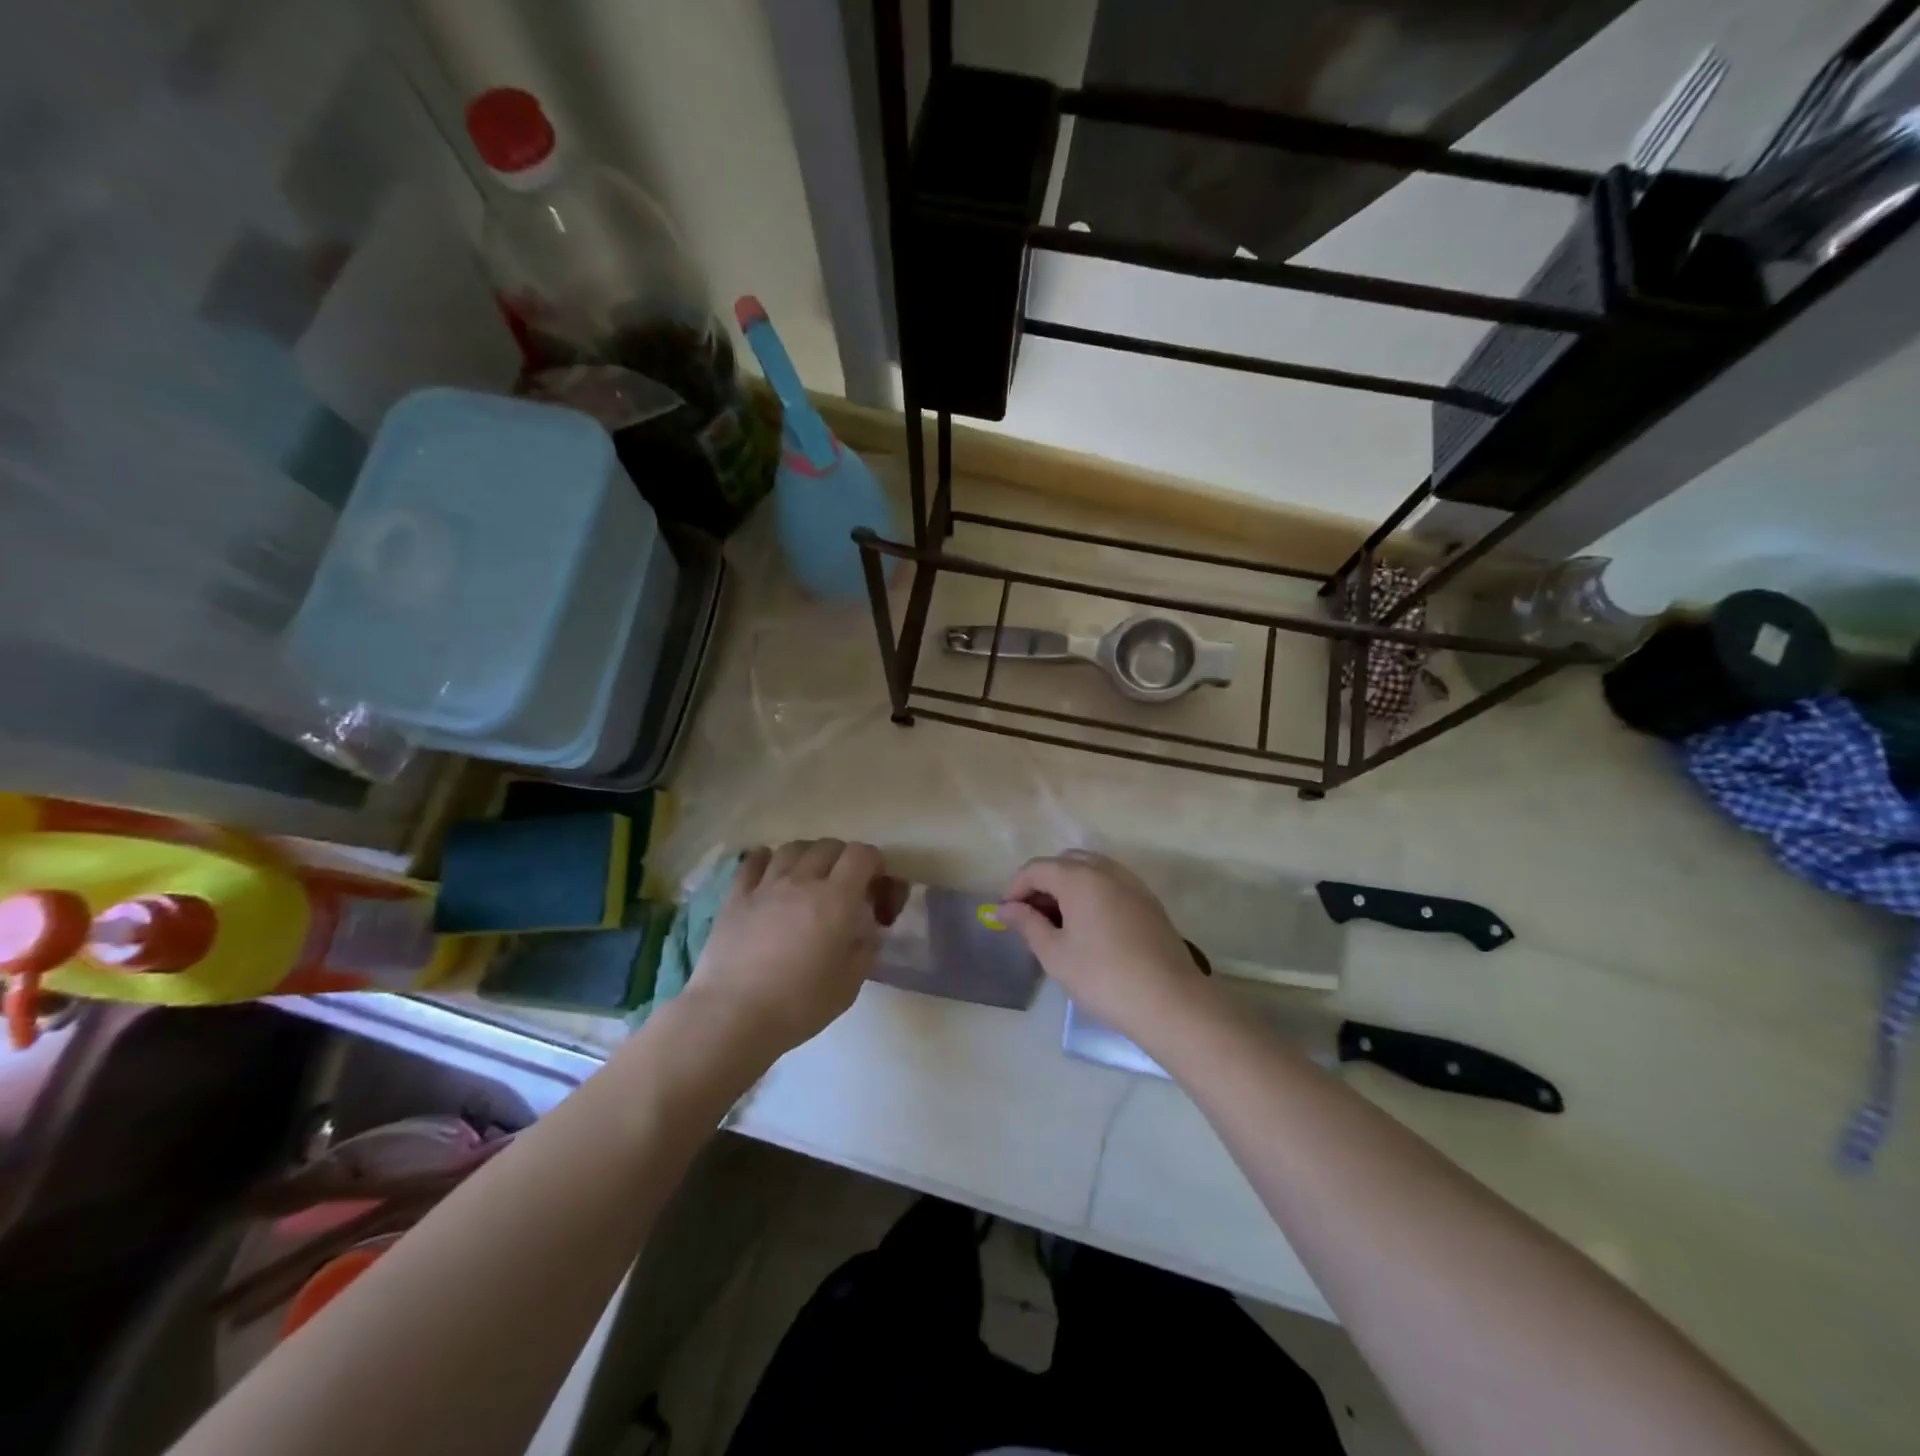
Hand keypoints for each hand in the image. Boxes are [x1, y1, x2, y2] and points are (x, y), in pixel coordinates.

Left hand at [686, 840, 899, 1058]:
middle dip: (843, 859)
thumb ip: (865, 948)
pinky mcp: (736, 896)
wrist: (732, 1016)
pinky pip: (753, 860)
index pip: (862, 854)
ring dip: (808, 856)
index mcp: (836, 900)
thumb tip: (868, 929)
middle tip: (844, 885)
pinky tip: (770, 874)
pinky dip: (767, 860)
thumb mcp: (849, 984)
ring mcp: (766, 885)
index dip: (874, 863)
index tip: (874, 886)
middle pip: (829, 845)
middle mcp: (802, 881)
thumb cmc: (798, 1005)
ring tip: (808, 878)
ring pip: (793, 847)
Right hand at [996, 850, 1214, 1047]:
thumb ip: (1027, 924)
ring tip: (1058, 923)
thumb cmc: (1103, 978)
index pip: (1036, 868)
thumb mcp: (1055, 954)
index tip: (1006, 915)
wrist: (1170, 1001)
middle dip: (1042, 883)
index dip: (1015, 888)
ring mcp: (1132, 883)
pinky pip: (1111, 883)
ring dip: (1068, 886)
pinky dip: (1092, 893)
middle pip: (1064, 862)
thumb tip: (1005, 909)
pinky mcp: (1148, 901)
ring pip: (1090, 870)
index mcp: (1079, 878)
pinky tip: (1089, 926)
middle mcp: (1106, 870)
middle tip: (1031, 917)